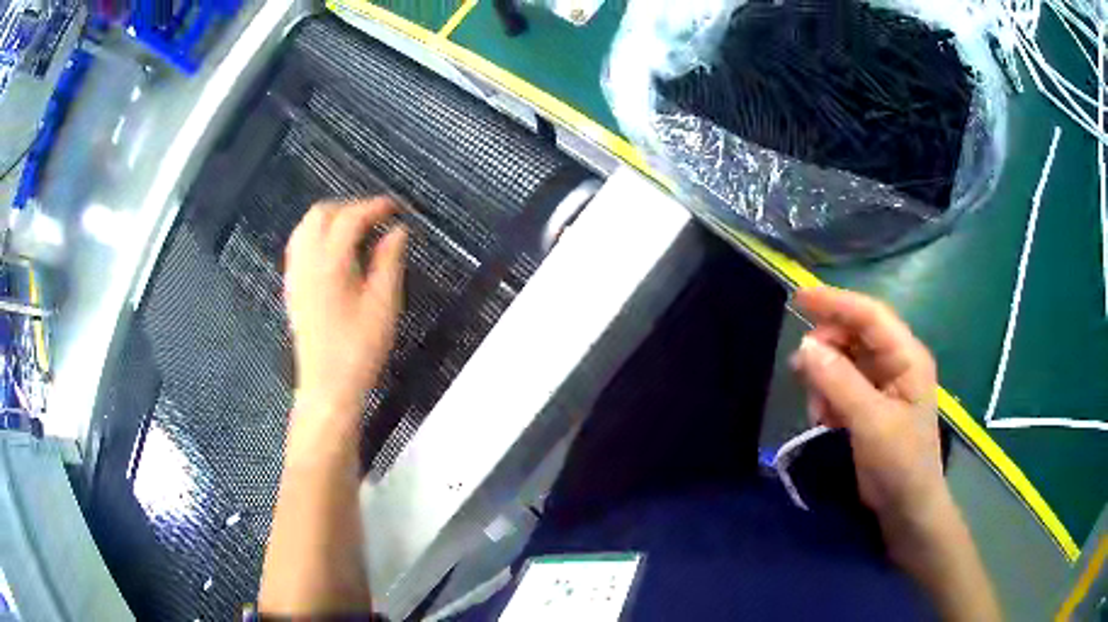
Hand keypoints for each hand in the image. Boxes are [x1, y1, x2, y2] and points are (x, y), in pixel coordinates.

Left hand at [284, 198, 407, 420]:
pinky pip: (299, 245)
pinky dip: (317, 235)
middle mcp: (306, 261)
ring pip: (306, 226)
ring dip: (332, 218)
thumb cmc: (359, 349)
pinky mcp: (292, 287)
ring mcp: (295, 274)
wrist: (327, 387)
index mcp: (329, 263)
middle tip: (377, 219)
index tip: (396, 208)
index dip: (374, 206)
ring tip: (357, 231)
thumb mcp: (384, 304)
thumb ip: (389, 261)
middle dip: (350, 207)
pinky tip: (334, 251)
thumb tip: (397, 231)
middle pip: (321, 213)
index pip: (350, 217)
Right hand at [790, 286, 946, 525]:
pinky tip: (825, 420)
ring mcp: (883, 383)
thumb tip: (805, 346)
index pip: (870, 315)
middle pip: (855, 335)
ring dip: (825, 379)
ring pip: (844, 360)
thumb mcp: (871, 422)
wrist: (906, 507)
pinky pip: (842, 384)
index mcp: (907, 356)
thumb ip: (840, 382)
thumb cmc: (900, 462)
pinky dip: (828, 396)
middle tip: (800, 370)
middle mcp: (896, 362)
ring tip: (818, 410)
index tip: (799, 298)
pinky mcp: (870, 404)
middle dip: (827, 349)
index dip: (836, 303)